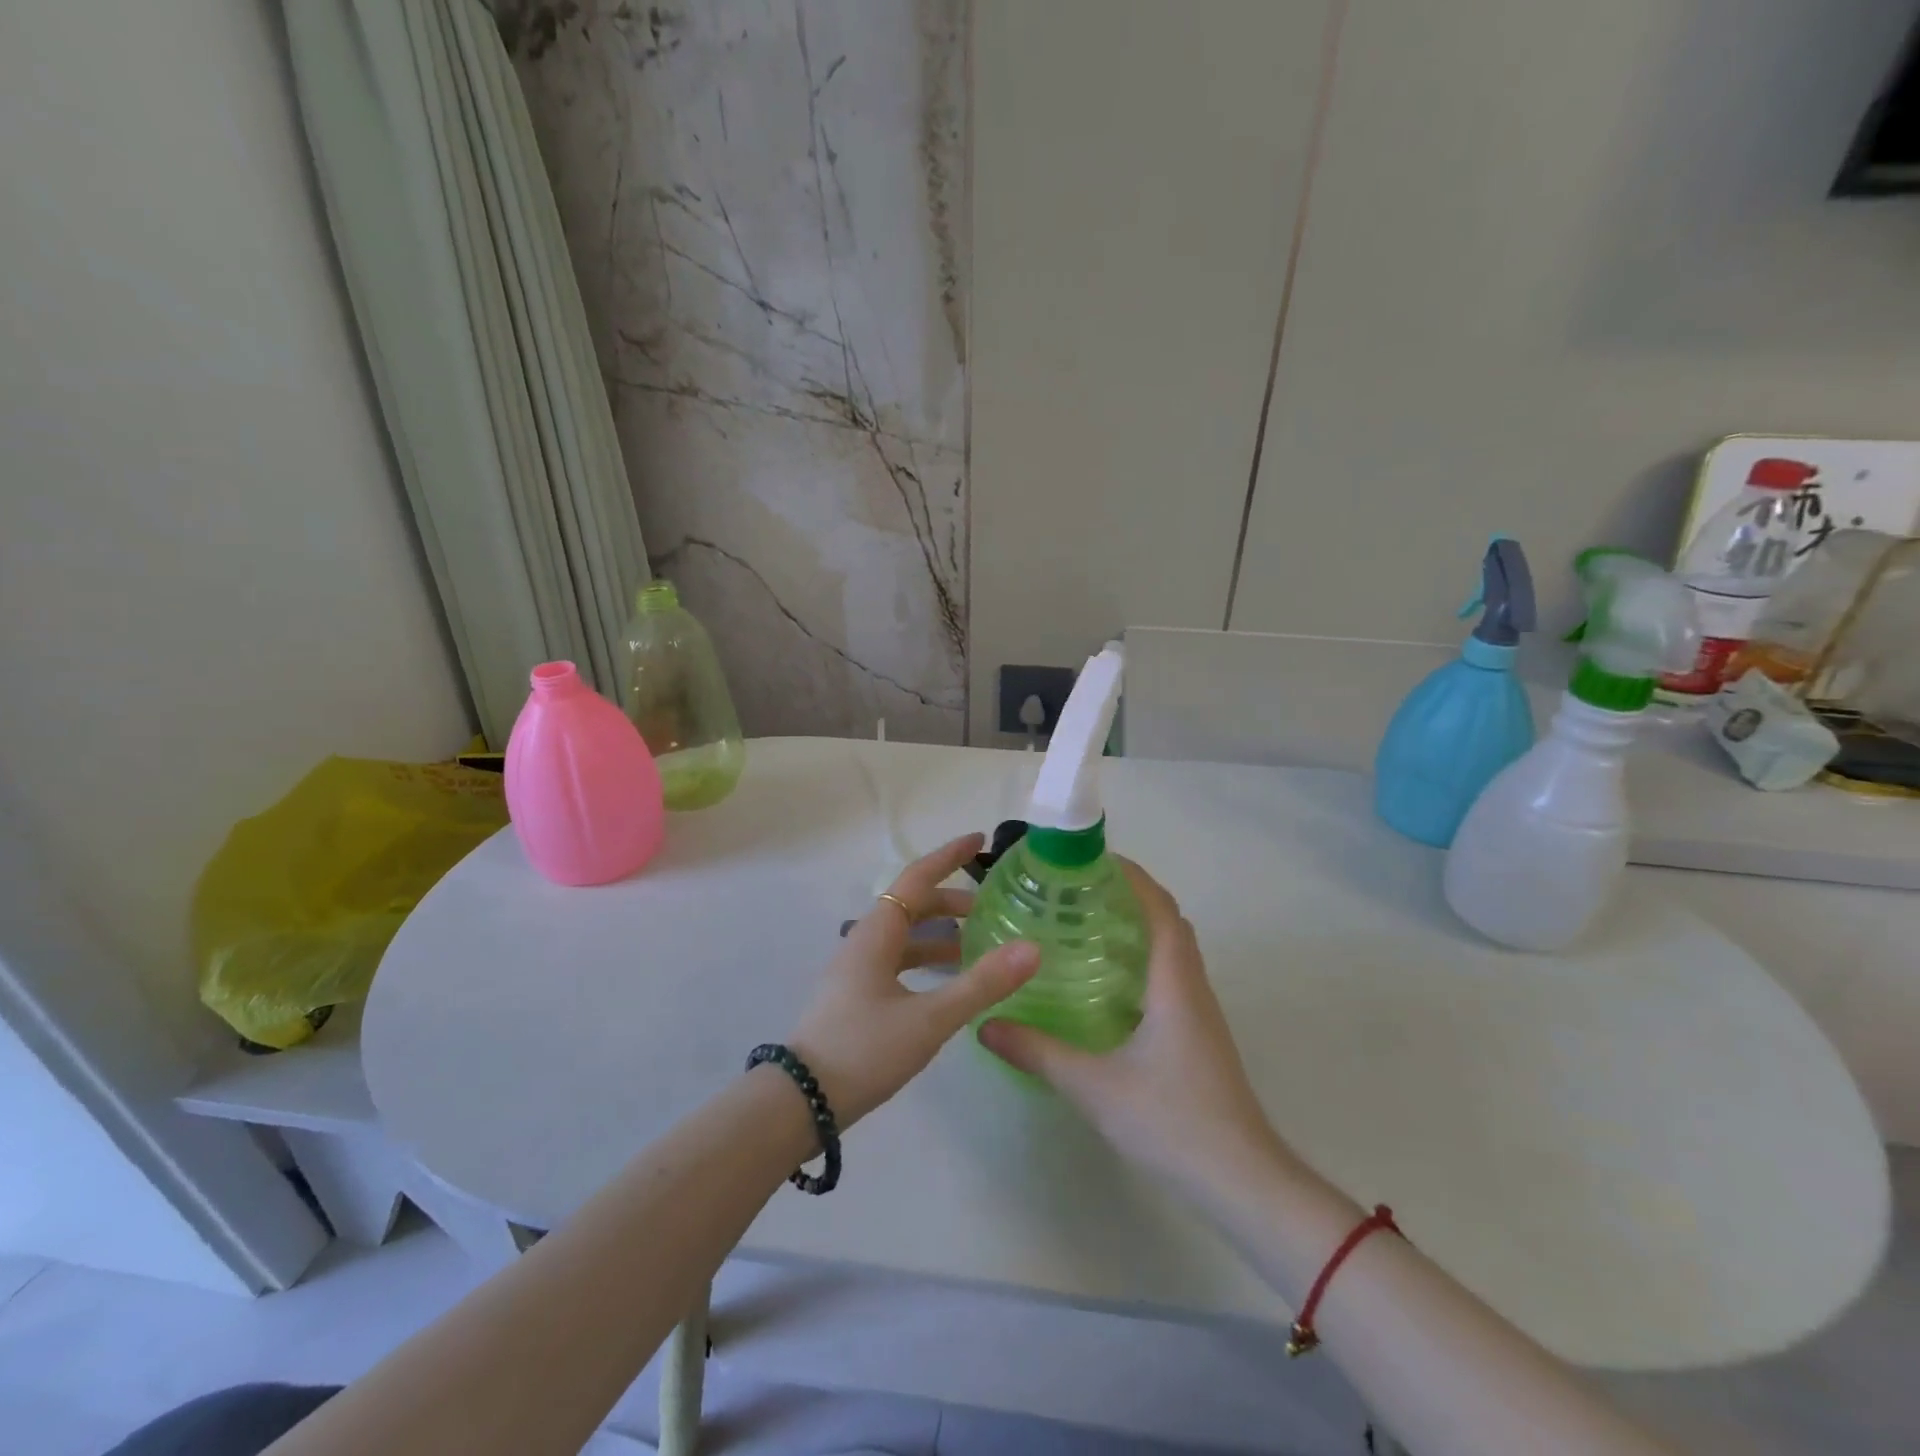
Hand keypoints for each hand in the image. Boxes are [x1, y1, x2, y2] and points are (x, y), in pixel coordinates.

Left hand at [788, 833, 1038, 1126]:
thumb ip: (982, 984)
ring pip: (905, 936)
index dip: (950, 857)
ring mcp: (857, 970)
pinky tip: (947, 983)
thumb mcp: (930, 1019)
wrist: (802, 1102)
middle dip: (951, 900)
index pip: (917, 879)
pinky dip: (926, 960)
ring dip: (940, 933)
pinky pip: (898, 961)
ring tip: (977, 945)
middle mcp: (865, 942)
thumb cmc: (865, 1050)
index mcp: (877, 933)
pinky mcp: (856, 995)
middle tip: (991, 907)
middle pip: (912, 906)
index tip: (980, 841)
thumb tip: (1032, 948)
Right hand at [978, 859, 1286, 1194]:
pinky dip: (1144, 959)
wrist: (1242, 1181)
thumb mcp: (1094, 1086)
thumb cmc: (1172, 1121)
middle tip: (1080, 889)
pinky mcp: (1199, 1035)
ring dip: (1139, 926)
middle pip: (1168, 921)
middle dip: (1131, 895)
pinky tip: (1108, 983)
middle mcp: (1192, 987)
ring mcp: (1200, 1012)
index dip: (1132, 876)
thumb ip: (1038, 1052)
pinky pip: (1172, 976)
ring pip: (1173, 949)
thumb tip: (987, 1024)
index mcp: (1174, 983)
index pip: (1159, 908)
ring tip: (1088, 924)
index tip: (1093, 859)